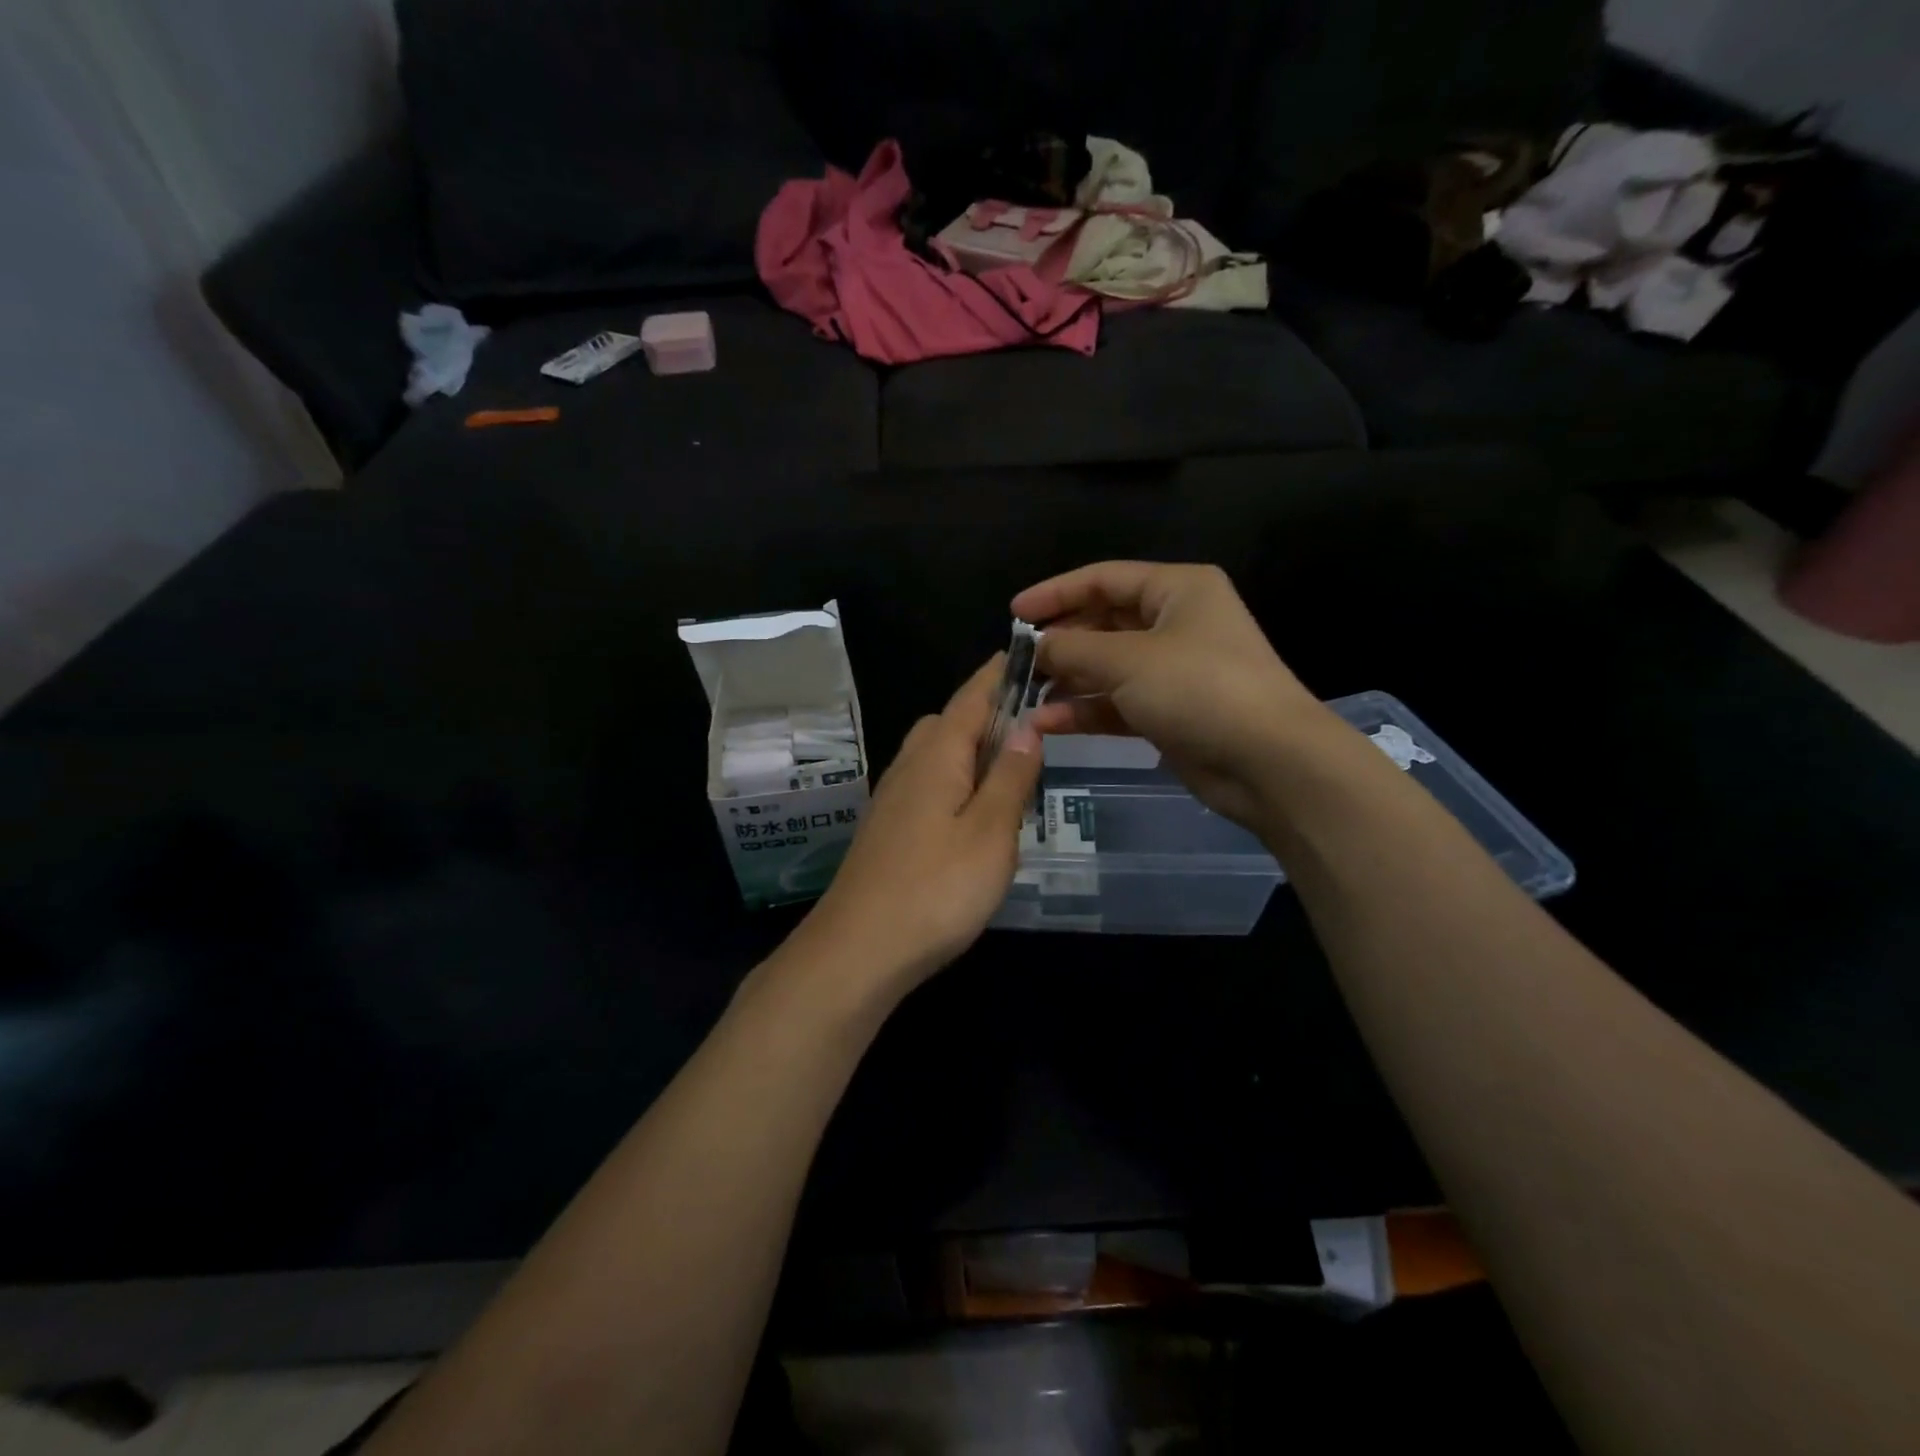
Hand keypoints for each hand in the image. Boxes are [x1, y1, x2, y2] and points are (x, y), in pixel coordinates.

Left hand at [787, 658, 1042, 999]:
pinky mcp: (887, 829)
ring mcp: (892, 798)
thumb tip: (1027, 726)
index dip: (999, 674)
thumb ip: (1010, 777)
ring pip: (935, 755)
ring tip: (1009, 774)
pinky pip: (927, 785)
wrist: (858, 950)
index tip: (1027, 652)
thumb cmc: (935, 888)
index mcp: (937, 755)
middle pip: (949, 722)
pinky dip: (955, 782)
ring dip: (970, 751)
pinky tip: (973, 815)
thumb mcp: (991, 832)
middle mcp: (909, 766)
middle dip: (986, 713)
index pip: (972, 696)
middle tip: (1031, 730)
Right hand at [1013, 562, 1332, 827]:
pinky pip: (1118, 702)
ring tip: (1026, 694)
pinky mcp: (1170, 712)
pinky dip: (1086, 709)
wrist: (1267, 761)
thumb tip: (1036, 646)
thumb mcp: (1126, 660)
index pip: (1103, 579)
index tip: (1014, 613)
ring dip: (1068, 680)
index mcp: (1176, 589)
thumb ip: (1072, 649)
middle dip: (1061, 642)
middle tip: (1019, 660)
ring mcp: (1174, 670)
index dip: (1055, 593)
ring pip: (1108, 666)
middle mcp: (1176, 623)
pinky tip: (1049, 722)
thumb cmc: (1198, 688)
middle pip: (1103, 622)